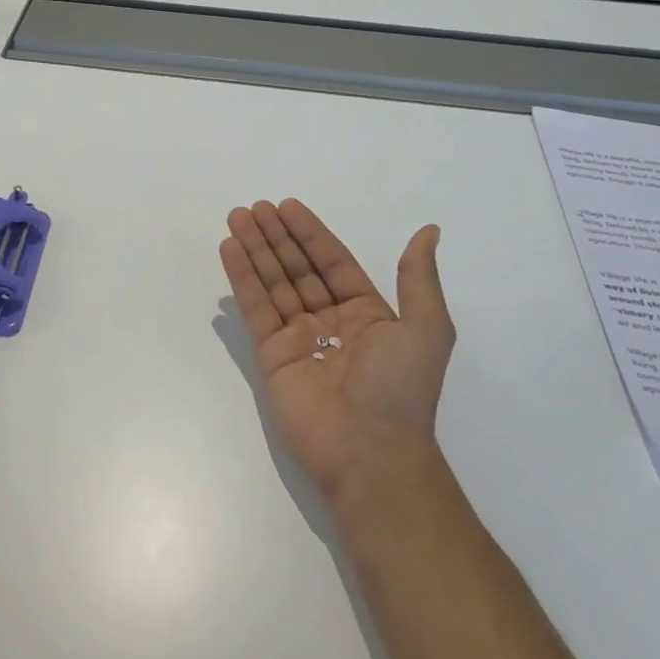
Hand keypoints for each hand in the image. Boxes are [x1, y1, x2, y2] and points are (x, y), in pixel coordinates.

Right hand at [220, 199, 455, 508]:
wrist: (370, 452)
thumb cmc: (400, 387)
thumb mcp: (426, 327)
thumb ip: (418, 278)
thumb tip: (429, 231)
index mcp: (367, 313)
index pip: (332, 262)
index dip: (310, 234)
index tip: (286, 206)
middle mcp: (330, 321)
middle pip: (298, 268)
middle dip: (277, 237)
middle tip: (254, 208)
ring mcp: (298, 338)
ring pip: (273, 283)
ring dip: (255, 249)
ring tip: (236, 218)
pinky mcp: (271, 356)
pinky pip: (256, 309)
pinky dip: (242, 278)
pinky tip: (230, 250)